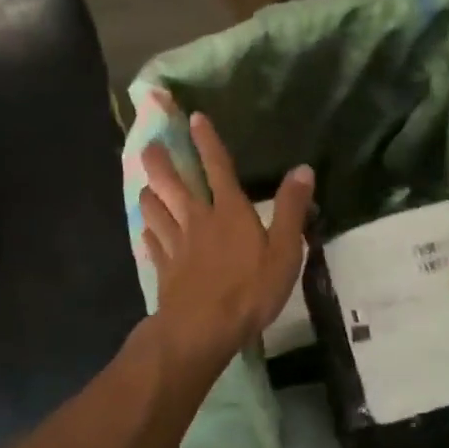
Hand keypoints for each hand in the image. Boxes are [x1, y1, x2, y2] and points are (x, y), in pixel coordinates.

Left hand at [140, 113, 313, 368]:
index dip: (206, 141)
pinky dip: (148, 233)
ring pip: (155, 209)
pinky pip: (152, 243)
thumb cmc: (250, 289)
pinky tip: (146, 232)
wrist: (202, 328)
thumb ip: (292, 209)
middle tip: (148, 145)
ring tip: (146, 187)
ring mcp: (176, 243)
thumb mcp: (285, 251)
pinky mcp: (164, 267)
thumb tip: (302, 169)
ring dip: (149, 194)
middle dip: (160, 161)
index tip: (194, 118)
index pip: (218, 166)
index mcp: (229, 211)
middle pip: (172, 183)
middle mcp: (198, 219)